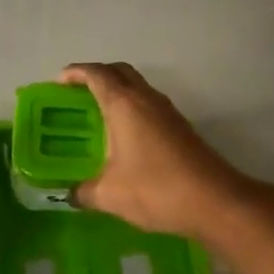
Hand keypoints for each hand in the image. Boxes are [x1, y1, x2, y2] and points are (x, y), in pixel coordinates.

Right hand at [59, 63, 252, 239]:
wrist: (215, 201)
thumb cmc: (156, 190)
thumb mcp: (109, 195)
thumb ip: (83, 192)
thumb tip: (70, 194)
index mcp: (124, 105)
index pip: (96, 74)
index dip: (75, 73)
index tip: (58, 83)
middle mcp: (146, 99)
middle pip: (119, 72)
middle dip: (96, 75)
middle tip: (76, 94)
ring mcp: (167, 111)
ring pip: (138, 87)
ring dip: (116, 91)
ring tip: (96, 114)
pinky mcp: (180, 127)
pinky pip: (149, 104)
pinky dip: (131, 108)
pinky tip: (123, 136)